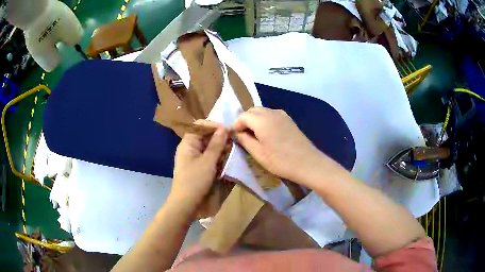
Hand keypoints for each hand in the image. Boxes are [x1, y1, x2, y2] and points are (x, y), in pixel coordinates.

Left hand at [171, 121, 227, 209]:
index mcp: (188, 143)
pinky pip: (209, 158)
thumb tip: (224, 128)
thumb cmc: (195, 180)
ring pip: (209, 147)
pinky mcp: (198, 168)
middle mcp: (190, 148)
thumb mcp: (208, 161)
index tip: (228, 131)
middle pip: (205, 136)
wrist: (186, 204)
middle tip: (233, 143)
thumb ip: (216, 144)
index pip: (200, 126)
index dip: (213, 126)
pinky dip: (217, 158)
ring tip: (232, 152)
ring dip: (220, 148)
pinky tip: (226, 161)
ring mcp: (194, 159)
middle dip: (219, 138)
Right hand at [232, 107, 323, 183]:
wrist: (308, 163)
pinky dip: (264, 120)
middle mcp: (271, 113)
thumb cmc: (281, 161)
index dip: (235, 125)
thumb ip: (245, 140)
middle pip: (252, 111)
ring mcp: (282, 115)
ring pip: (262, 111)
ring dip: (254, 120)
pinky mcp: (289, 119)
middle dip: (244, 121)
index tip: (232, 136)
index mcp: (262, 121)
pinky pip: (271, 114)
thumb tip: (236, 133)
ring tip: (253, 135)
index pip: (243, 116)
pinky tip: (266, 133)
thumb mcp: (259, 154)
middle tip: (242, 136)